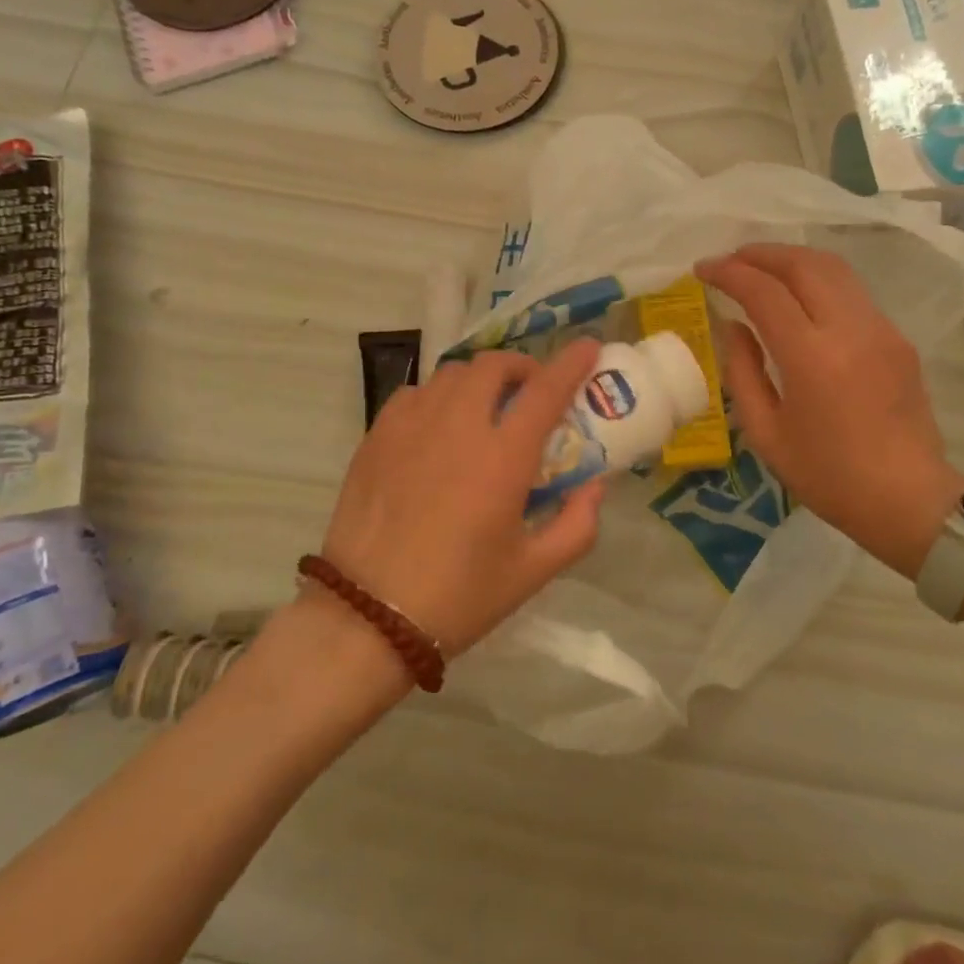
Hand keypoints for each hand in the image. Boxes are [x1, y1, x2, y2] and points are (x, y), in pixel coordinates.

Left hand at [319, 339, 605, 656]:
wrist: (368, 617)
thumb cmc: (459, 596)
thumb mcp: (532, 572)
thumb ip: (577, 525)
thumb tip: (595, 486)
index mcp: (503, 457)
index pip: (546, 390)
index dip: (571, 363)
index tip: (587, 347)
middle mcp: (458, 426)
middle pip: (493, 366)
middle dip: (520, 368)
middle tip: (529, 392)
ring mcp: (411, 425)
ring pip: (451, 374)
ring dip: (478, 381)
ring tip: (484, 409)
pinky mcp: (376, 436)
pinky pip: (414, 394)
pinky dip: (437, 397)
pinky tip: (437, 428)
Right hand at [697, 244, 963, 578]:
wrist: (909, 500)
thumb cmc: (828, 476)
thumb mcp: (766, 433)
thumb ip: (742, 372)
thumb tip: (733, 326)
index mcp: (811, 357)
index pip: (764, 291)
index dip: (729, 272)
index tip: (703, 269)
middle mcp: (850, 330)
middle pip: (804, 264)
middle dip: (761, 253)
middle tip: (731, 260)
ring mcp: (881, 329)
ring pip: (834, 269)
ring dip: (792, 260)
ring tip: (761, 269)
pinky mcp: (897, 338)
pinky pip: (852, 292)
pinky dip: (817, 281)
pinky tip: (799, 299)